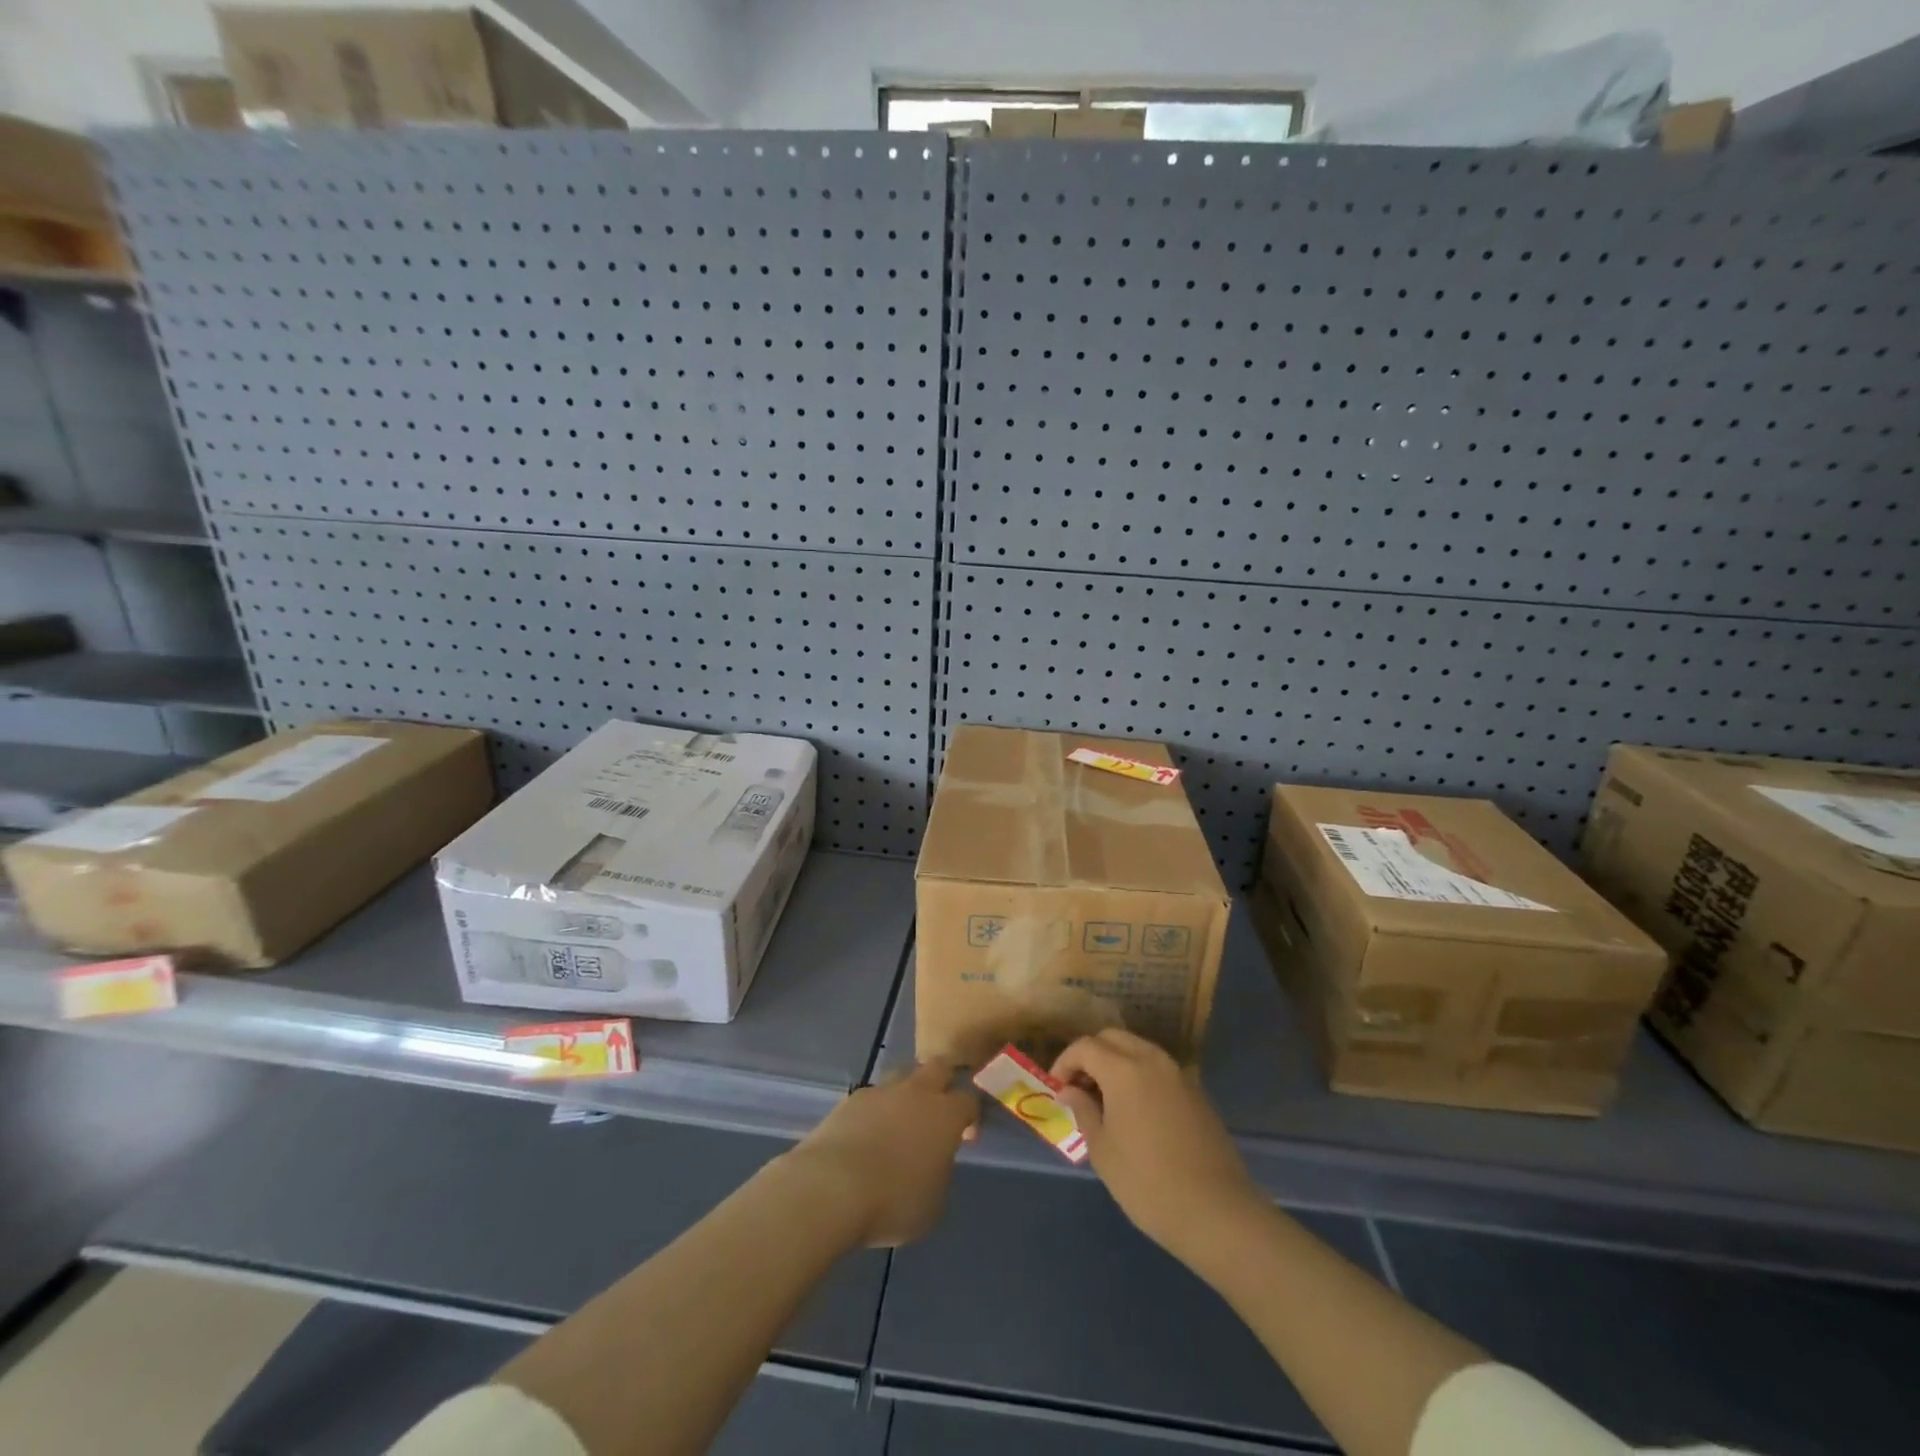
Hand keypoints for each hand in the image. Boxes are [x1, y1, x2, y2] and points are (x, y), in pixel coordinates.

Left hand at [779, 1060, 976, 1247]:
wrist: (832, 1187)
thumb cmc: (893, 1201)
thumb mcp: (933, 1202)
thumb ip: (939, 1171)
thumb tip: (933, 1159)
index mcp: (945, 1115)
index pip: (969, 1100)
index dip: (971, 1115)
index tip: (966, 1134)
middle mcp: (917, 1092)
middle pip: (938, 1068)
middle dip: (943, 1082)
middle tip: (937, 1110)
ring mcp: (882, 1091)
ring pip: (902, 1077)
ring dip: (906, 1093)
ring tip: (898, 1122)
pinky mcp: (851, 1099)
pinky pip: (872, 1097)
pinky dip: (875, 1110)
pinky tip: (867, 1134)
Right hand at [1052, 1029, 1260, 1257]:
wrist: (1216, 1211)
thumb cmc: (1147, 1183)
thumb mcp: (1103, 1150)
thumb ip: (1084, 1111)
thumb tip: (1070, 1091)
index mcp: (1124, 1069)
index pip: (1085, 1047)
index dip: (1065, 1063)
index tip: (1057, 1089)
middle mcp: (1152, 1060)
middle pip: (1113, 1038)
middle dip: (1091, 1055)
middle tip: (1079, 1088)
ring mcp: (1178, 1074)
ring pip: (1139, 1049)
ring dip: (1116, 1063)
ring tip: (1105, 1099)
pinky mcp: (1196, 1093)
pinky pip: (1159, 1069)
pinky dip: (1140, 1076)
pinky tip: (1136, 1111)